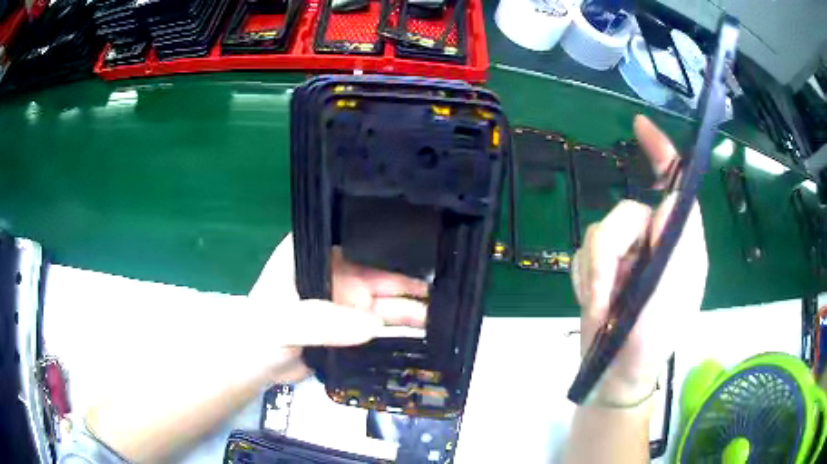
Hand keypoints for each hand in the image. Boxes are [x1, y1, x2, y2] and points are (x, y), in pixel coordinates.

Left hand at [248, 234, 427, 382]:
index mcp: (314, 253)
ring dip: (412, 307)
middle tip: (448, 288)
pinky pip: (383, 325)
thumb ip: (321, 322)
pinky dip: (403, 328)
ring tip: (445, 314)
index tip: (425, 248)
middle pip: (379, 270)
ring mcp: (346, 299)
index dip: (389, 243)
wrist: (255, 367)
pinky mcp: (353, 326)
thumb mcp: (283, 323)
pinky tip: (428, 331)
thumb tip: (373, 327)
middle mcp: (335, 271)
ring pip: (386, 299)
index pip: (356, 239)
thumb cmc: (260, 334)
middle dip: (410, 280)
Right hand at [571, 115, 707, 405]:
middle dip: (612, 254)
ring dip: (596, 276)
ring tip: (602, 309)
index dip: (661, 153)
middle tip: (606, 297)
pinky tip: (595, 305)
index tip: (640, 127)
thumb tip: (670, 200)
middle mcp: (653, 241)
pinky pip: (583, 255)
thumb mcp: (673, 299)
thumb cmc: (653, 340)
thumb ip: (678, 249)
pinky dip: (586, 281)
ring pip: (599, 235)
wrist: (616, 373)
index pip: (673, 185)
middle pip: (624, 214)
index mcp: (679, 243)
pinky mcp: (600, 268)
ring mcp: (625, 254)